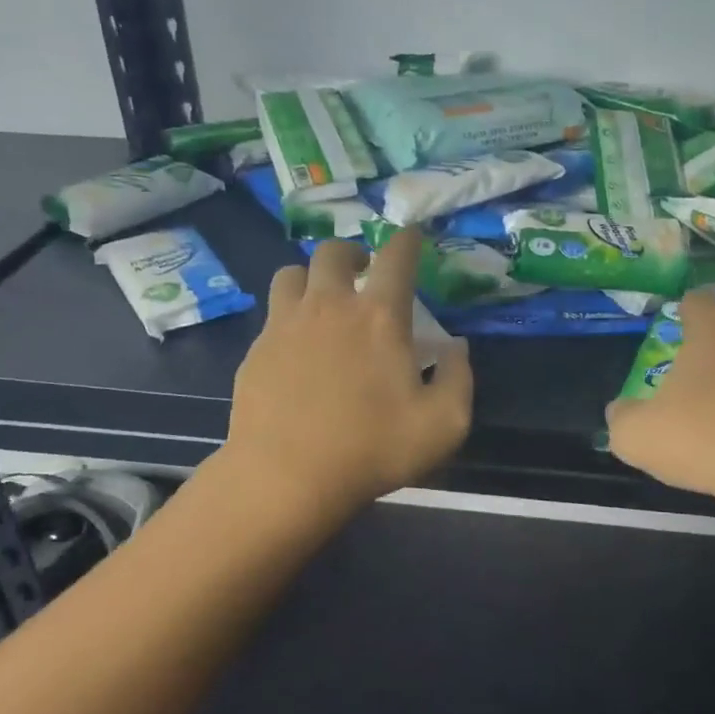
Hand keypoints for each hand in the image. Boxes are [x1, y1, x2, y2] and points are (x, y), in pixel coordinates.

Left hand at [223, 229, 473, 513]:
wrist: (285, 477)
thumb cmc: (371, 449)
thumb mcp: (444, 424)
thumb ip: (459, 378)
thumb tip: (456, 348)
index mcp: (379, 316)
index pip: (396, 256)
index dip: (408, 239)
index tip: (412, 235)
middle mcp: (330, 306)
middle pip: (333, 251)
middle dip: (352, 252)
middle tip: (362, 271)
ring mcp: (285, 324)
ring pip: (291, 273)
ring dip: (311, 277)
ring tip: (322, 300)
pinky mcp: (256, 350)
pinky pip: (272, 314)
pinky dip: (288, 316)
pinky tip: (296, 348)